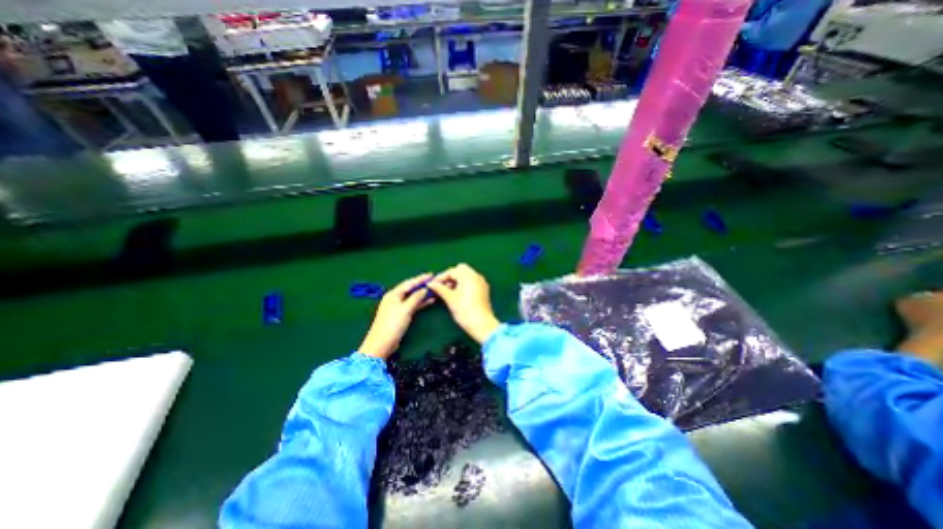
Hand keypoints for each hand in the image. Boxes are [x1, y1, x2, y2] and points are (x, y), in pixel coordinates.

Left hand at [359, 274, 436, 358]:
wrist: (381, 344)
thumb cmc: (392, 325)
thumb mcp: (405, 309)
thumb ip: (415, 298)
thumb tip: (424, 289)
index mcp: (393, 294)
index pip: (409, 283)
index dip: (420, 279)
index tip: (431, 275)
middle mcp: (394, 298)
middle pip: (410, 289)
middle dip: (422, 285)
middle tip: (434, 281)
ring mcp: (397, 307)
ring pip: (412, 297)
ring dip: (422, 294)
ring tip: (434, 290)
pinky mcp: (400, 315)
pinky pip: (412, 305)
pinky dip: (420, 302)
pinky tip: (429, 301)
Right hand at [428, 262, 499, 342]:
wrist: (482, 324)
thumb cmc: (465, 310)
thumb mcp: (450, 299)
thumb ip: (440, 288)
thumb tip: (430, 284)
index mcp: (469, 276)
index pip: (452, 271)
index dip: (441, 277)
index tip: (433, 284)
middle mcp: (476, 276)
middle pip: (461, 269)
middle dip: (450, 276)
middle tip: (442, 286)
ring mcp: (481, 283)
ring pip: (467, 275)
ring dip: (457, 280)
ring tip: (448, 291)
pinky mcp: (484, 290)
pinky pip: (472, 281)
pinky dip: (464, 284)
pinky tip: (458, 294)